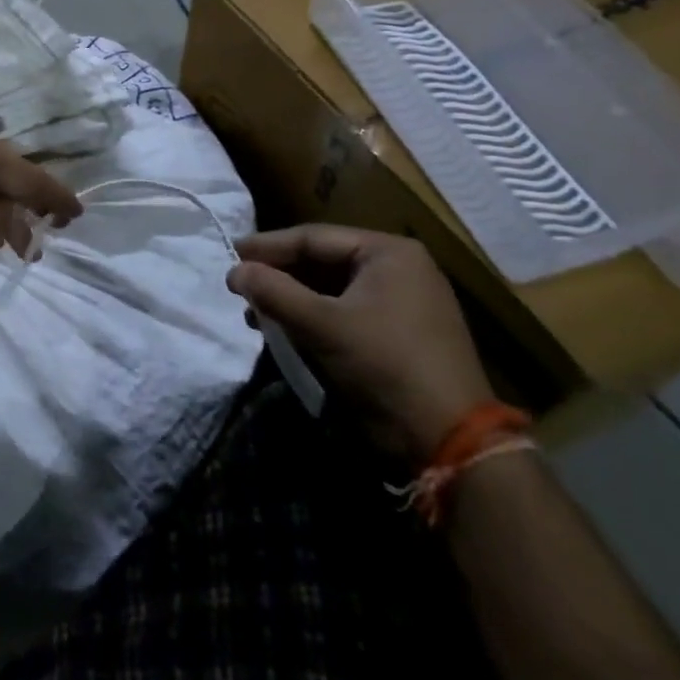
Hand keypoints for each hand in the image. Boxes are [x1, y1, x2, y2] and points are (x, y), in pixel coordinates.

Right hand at [227, 225, 493, 459]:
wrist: (449, 441)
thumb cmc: (384, 366)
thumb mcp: (322, 325)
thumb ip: (274, 292)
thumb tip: (234, 271)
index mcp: (389, 252)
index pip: (314, 238)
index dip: (268, 246)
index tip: (230, 254)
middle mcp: (400, 268)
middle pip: (323, 262)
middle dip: (280, 276)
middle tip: (241, 287)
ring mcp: (404, 302)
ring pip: (332, 290)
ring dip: (293, 300)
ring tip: (257, 315)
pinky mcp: (400, 334)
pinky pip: (346, 313)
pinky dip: (314, 319)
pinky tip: (287, 333)